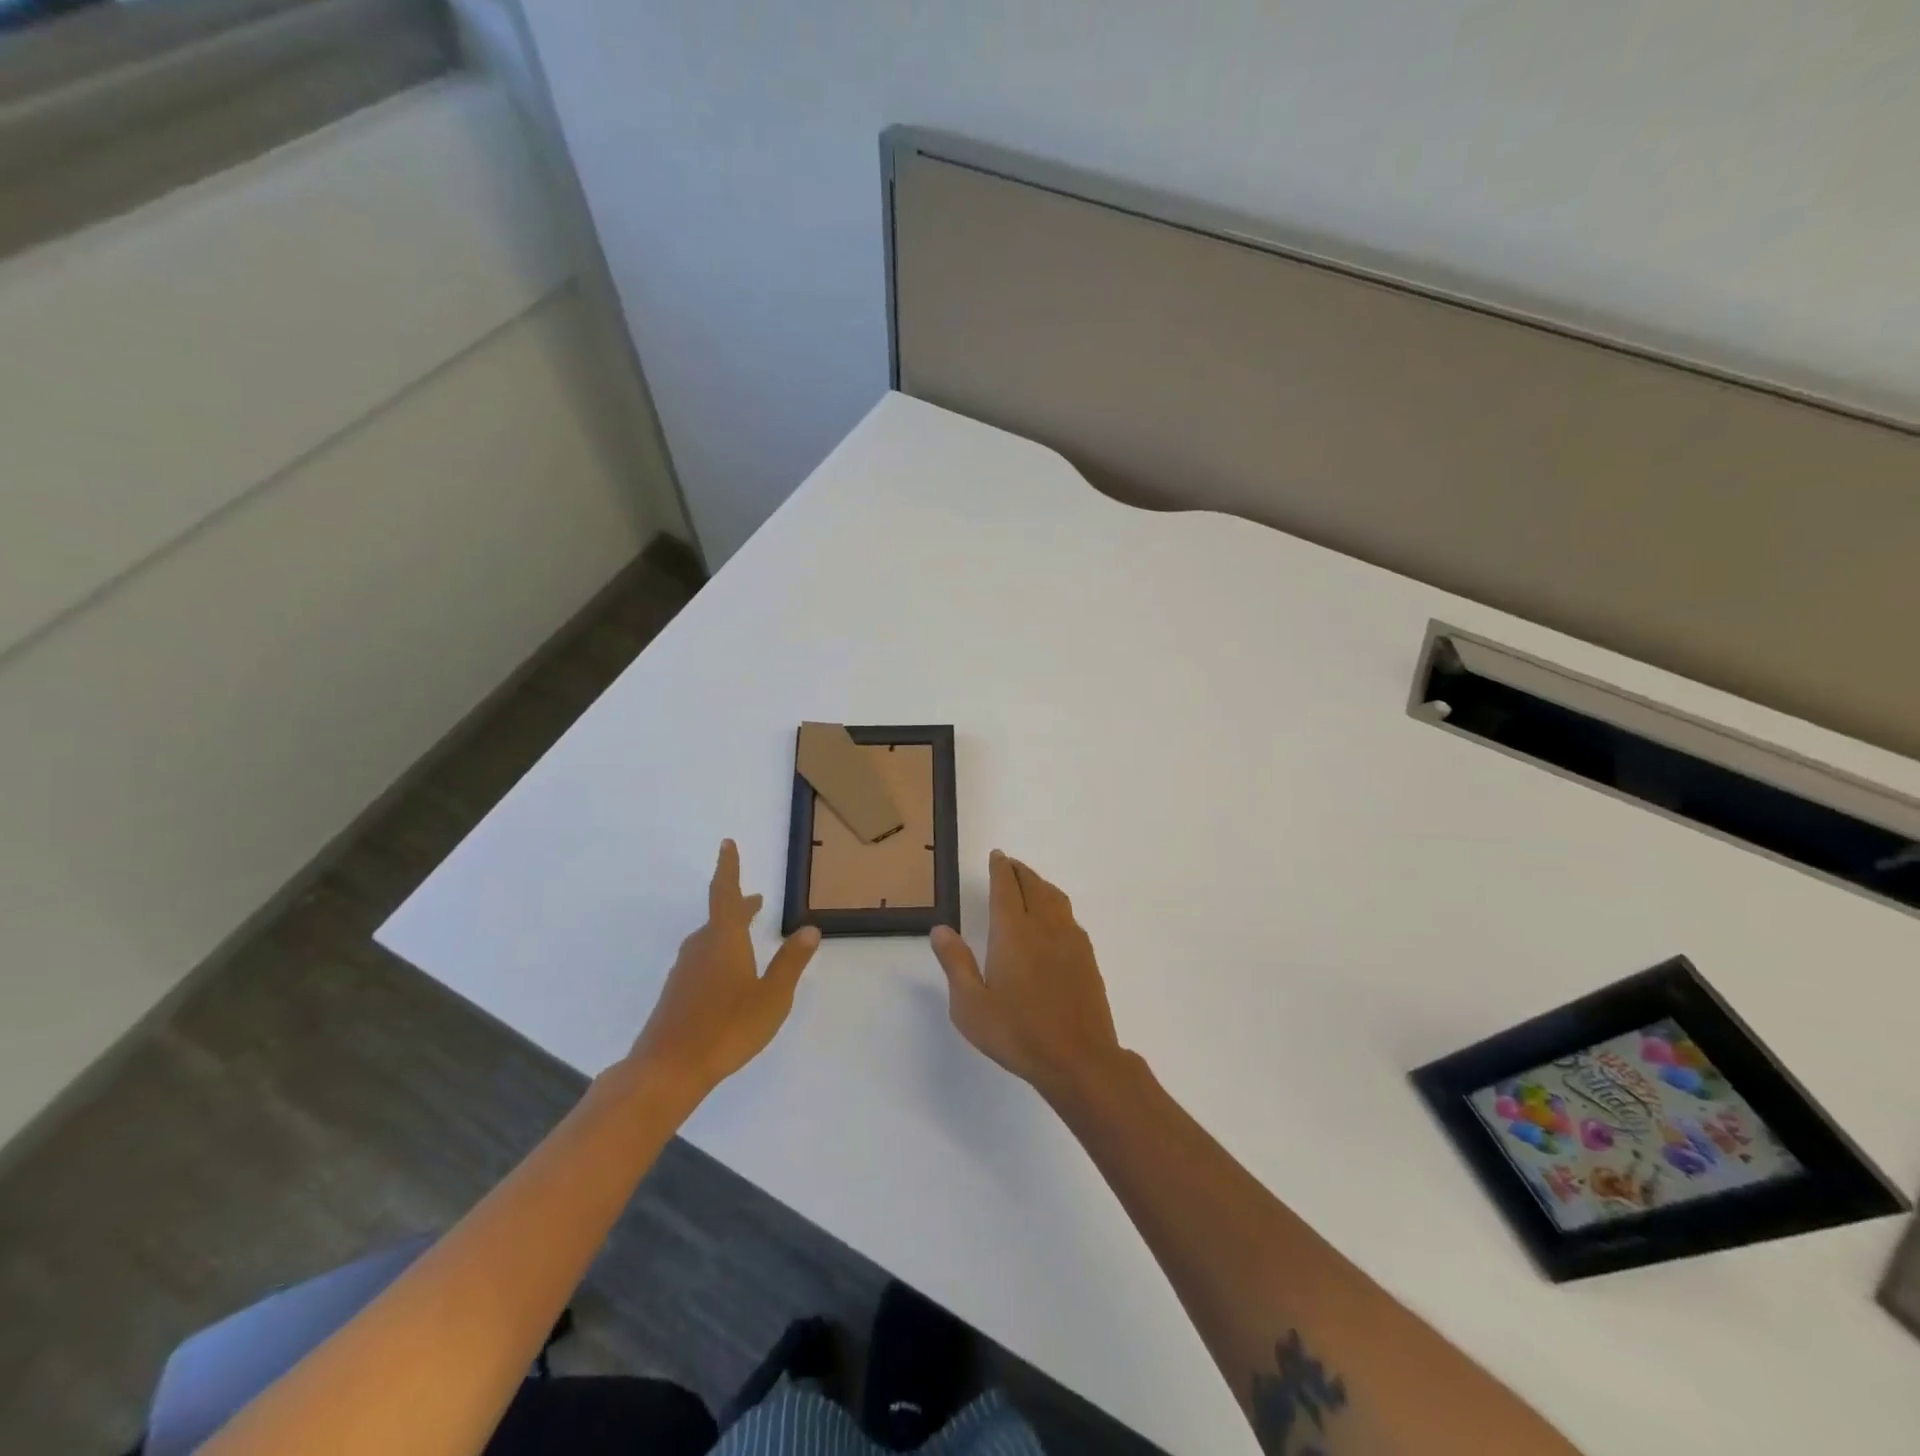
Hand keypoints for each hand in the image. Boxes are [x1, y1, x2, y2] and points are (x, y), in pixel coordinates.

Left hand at [629, 840, 820, 1100]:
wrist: (667, 1069)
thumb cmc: (726, 1028)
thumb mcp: (772, 996)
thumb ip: (791, 962)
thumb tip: (810, 928)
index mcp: (724, 939)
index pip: (726, 893)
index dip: (728, 867)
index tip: (726, 843)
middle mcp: (701, 947)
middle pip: (719, 916)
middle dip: (738, 905)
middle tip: (756, 900)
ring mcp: (685, 971)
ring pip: (710, 938)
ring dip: (729, 929)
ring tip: (747, 934)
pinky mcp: (677, 993)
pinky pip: (701, 959)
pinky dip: (719, 952)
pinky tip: (728, 975)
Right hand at [929, 851, 1125, 1099]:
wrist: (1079, 1058)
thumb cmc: (1017, 1033)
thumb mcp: (970, 1006)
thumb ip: (955, 963)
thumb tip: (940, 929)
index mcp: (1012, 933)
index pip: (1006, 888)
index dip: (1000, 869)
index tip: (997, 856)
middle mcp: (1043, 927)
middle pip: (1033, 886)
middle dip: (1019, 871)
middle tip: (1009, 864)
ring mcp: (1070, 940)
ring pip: (1055, 898)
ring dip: (1040, 884)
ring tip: (1030, 884)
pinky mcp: (1087, 957)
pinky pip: (1069, 916)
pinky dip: (1056, 904)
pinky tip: (1054, 919)